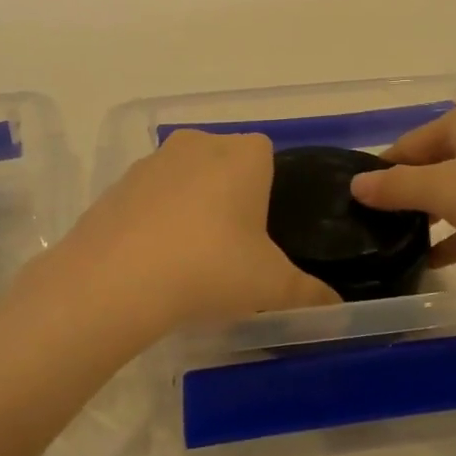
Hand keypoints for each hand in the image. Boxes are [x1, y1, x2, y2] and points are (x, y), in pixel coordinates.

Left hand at [20, 130, 337, 359]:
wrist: (117, 279)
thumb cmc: (211, 267)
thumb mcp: (272, 287)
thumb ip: (311, 295)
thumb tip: (338, 311)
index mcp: (243, 154)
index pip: (267, 156)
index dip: (269, 191)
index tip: (263, 233)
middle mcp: (198, 144)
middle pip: (225, 163)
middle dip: (230, 196)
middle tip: (232, 249)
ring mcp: (152, 161)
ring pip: (185, 179)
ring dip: (191, 206)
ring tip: (191, 260)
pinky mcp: (117, 185)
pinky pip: (149, 198)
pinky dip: (155, 220)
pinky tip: (154, 261)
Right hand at [348, 102, 455, 283]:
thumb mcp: (451, 191)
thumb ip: (399, 187)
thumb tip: (356, 183)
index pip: (404, 146)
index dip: (379, 177)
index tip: (354, 213)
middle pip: (430, 166)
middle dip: (404, 199)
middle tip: (373, 236)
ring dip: (432, 219)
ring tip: (398, 251)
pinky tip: (438, 261)